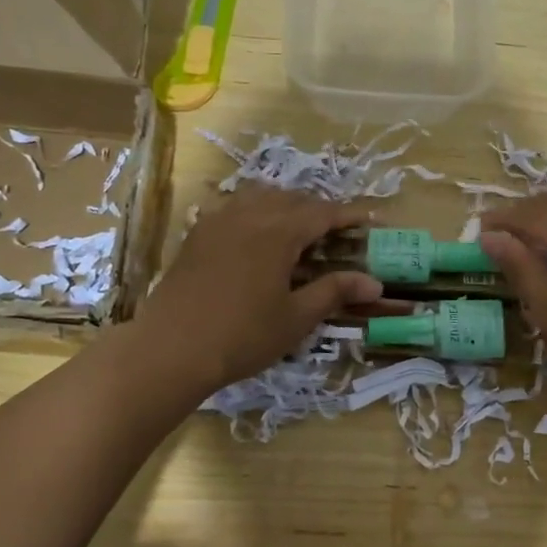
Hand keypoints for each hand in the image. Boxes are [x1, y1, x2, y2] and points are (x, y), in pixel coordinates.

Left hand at [134, 187, 383, 396]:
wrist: (171, 348)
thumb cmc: (242, 336)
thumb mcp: (296, 318)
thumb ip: (334, 292)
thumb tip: (374, 282)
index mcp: (278, 232)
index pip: (323, 212)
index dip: (350, 215)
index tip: (373, 219)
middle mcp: (249, 215)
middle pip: (292, 199)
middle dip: (319, 210)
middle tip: (338, 233)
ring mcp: (218, 221)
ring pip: (260, 197)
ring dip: (286, 206)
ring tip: (299, 230)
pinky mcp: (198, 235)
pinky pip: (234, 208)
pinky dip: (257, 213)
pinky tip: (258, 237)